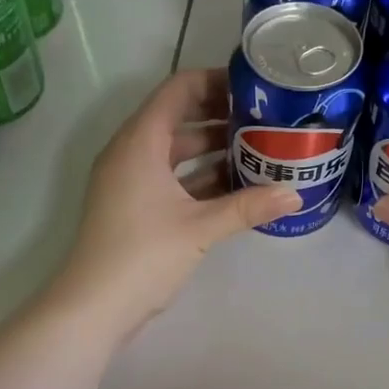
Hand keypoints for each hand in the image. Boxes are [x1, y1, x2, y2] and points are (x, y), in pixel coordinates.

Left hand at [50, 68, 299, 341]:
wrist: (94, 306)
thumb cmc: (143, 255)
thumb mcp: (200, 228)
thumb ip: (248, 207)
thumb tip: (295, 195)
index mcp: (140, 142)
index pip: (177, 90)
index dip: (214, 82)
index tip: (252, 88)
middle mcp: (130, 152)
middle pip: (177, 118)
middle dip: (219, 116)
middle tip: (263, 119)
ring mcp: (129, 181)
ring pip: (174, 151)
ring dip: (211, 149)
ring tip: (257, 149)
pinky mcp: (133, 206)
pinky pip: (169, 177)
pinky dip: (198, 177)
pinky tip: (234, 187)